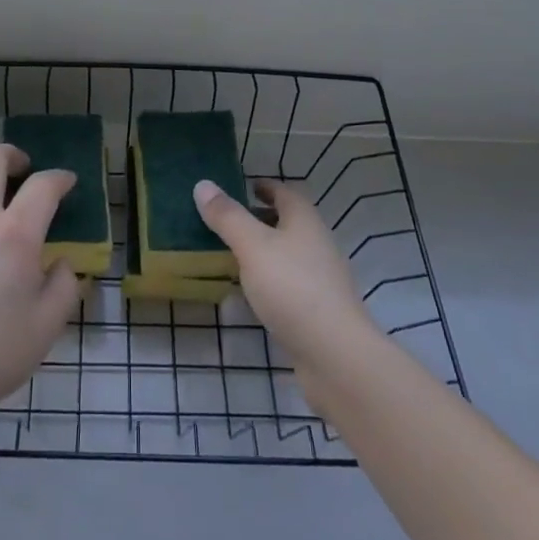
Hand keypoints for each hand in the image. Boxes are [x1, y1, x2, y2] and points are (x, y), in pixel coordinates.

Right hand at [193, 178, 380, 391]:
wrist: (335, 355)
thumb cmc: (292, 288)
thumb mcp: (252, 246)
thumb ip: (227, 217)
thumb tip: (203, 184)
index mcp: (305, 221)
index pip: (285, 193)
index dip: (264, 187)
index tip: (241, 186)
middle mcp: (317, 244)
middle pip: (288, 223)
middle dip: (260, 219)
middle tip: (226, 221)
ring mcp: (320, 279)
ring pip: (287, 254)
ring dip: (263, 251)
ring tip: (229, 255)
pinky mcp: (316, 310)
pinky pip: (287, 284)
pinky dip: (268, 280)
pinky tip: (249, 293)